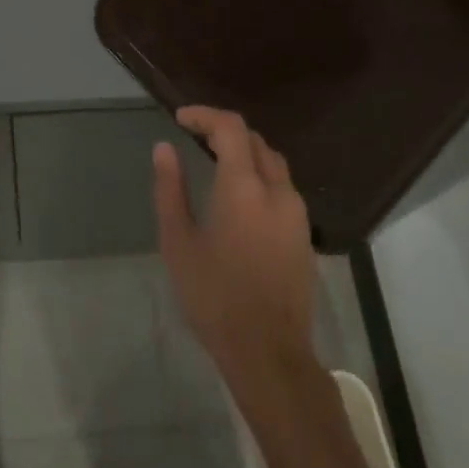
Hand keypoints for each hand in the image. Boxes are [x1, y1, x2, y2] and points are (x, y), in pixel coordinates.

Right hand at [154, 106, 317, 393]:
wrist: (269, 352)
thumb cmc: (214, 297)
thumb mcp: (179, 243)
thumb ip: (170, 190)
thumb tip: (164, 148)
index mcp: (244, 187)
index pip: (230, 127)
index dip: (205, 115)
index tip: (180, 118)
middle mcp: (277, 190)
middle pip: (255, 140)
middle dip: (224, 130)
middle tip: (195, 136)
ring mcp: (297, 212)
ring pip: (273, 162)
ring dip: (245, 151)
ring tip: (215, 160)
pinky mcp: (304, 233)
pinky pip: (282, 186)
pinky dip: (260, 174)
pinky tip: (241, 195)